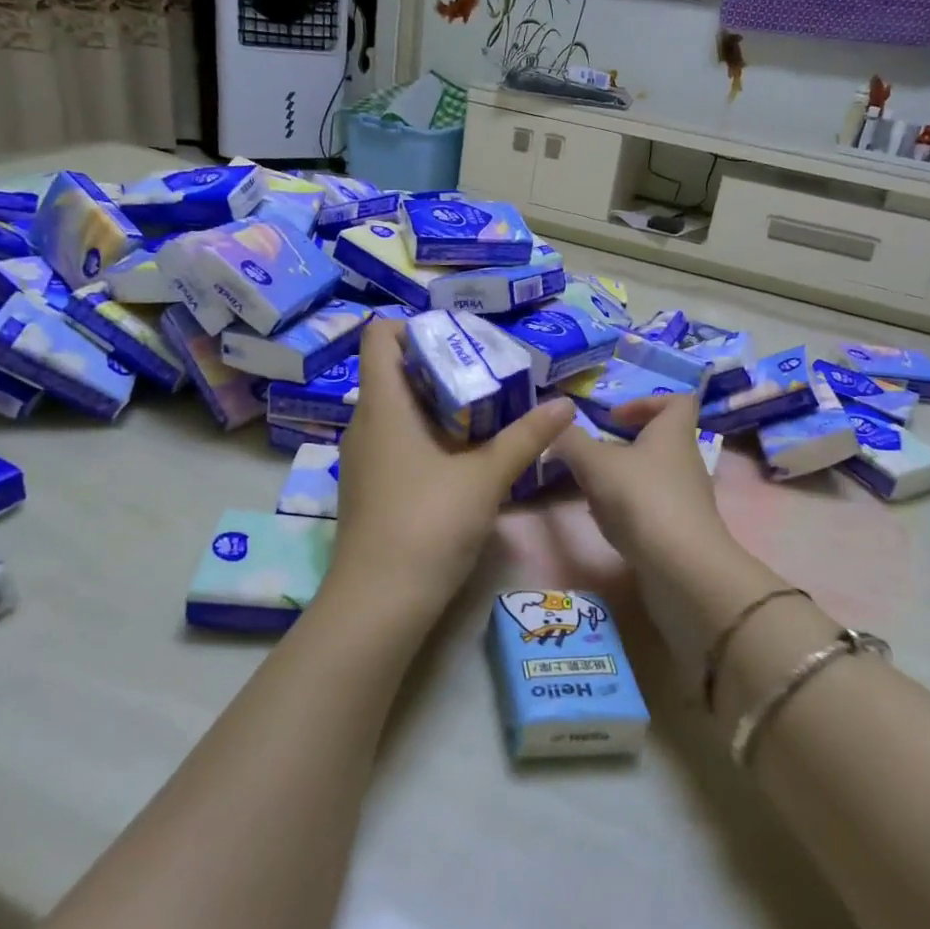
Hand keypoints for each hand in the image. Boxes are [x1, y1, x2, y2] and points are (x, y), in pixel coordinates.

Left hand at [329, 319, 574, 613]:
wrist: (380, 601)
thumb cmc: (428, 523)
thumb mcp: (485, 477)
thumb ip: (525, 438)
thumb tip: (566, 405)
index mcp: (383, 406)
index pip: (379, 337)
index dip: (414, 326)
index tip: (459, 337)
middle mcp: (364, 424)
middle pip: (393, 372)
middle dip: (440, 365)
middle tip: (488, 370)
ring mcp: (363, 458)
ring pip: (396, 409)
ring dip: (436, 403)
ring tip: (484, 409)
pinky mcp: (370, 487)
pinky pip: (395, 440)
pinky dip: (426, 434)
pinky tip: (462, 453)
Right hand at [551, 393, 736, 578]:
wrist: (683, 568)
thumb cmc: (641, 499)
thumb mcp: (595, 463)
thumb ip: (571, 441)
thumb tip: (554, 423)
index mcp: (673, 434)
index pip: (677, 401)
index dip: (646, 402)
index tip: (613, 418)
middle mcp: (687, 461)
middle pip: (661, 441)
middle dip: (625, 445)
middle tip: (594, 455)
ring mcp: (688, 498)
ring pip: (654, 476)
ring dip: (624, 479)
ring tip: (592, 490)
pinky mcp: (684, 531)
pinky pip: (654, 508)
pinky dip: (630, 510)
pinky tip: (607, 522)